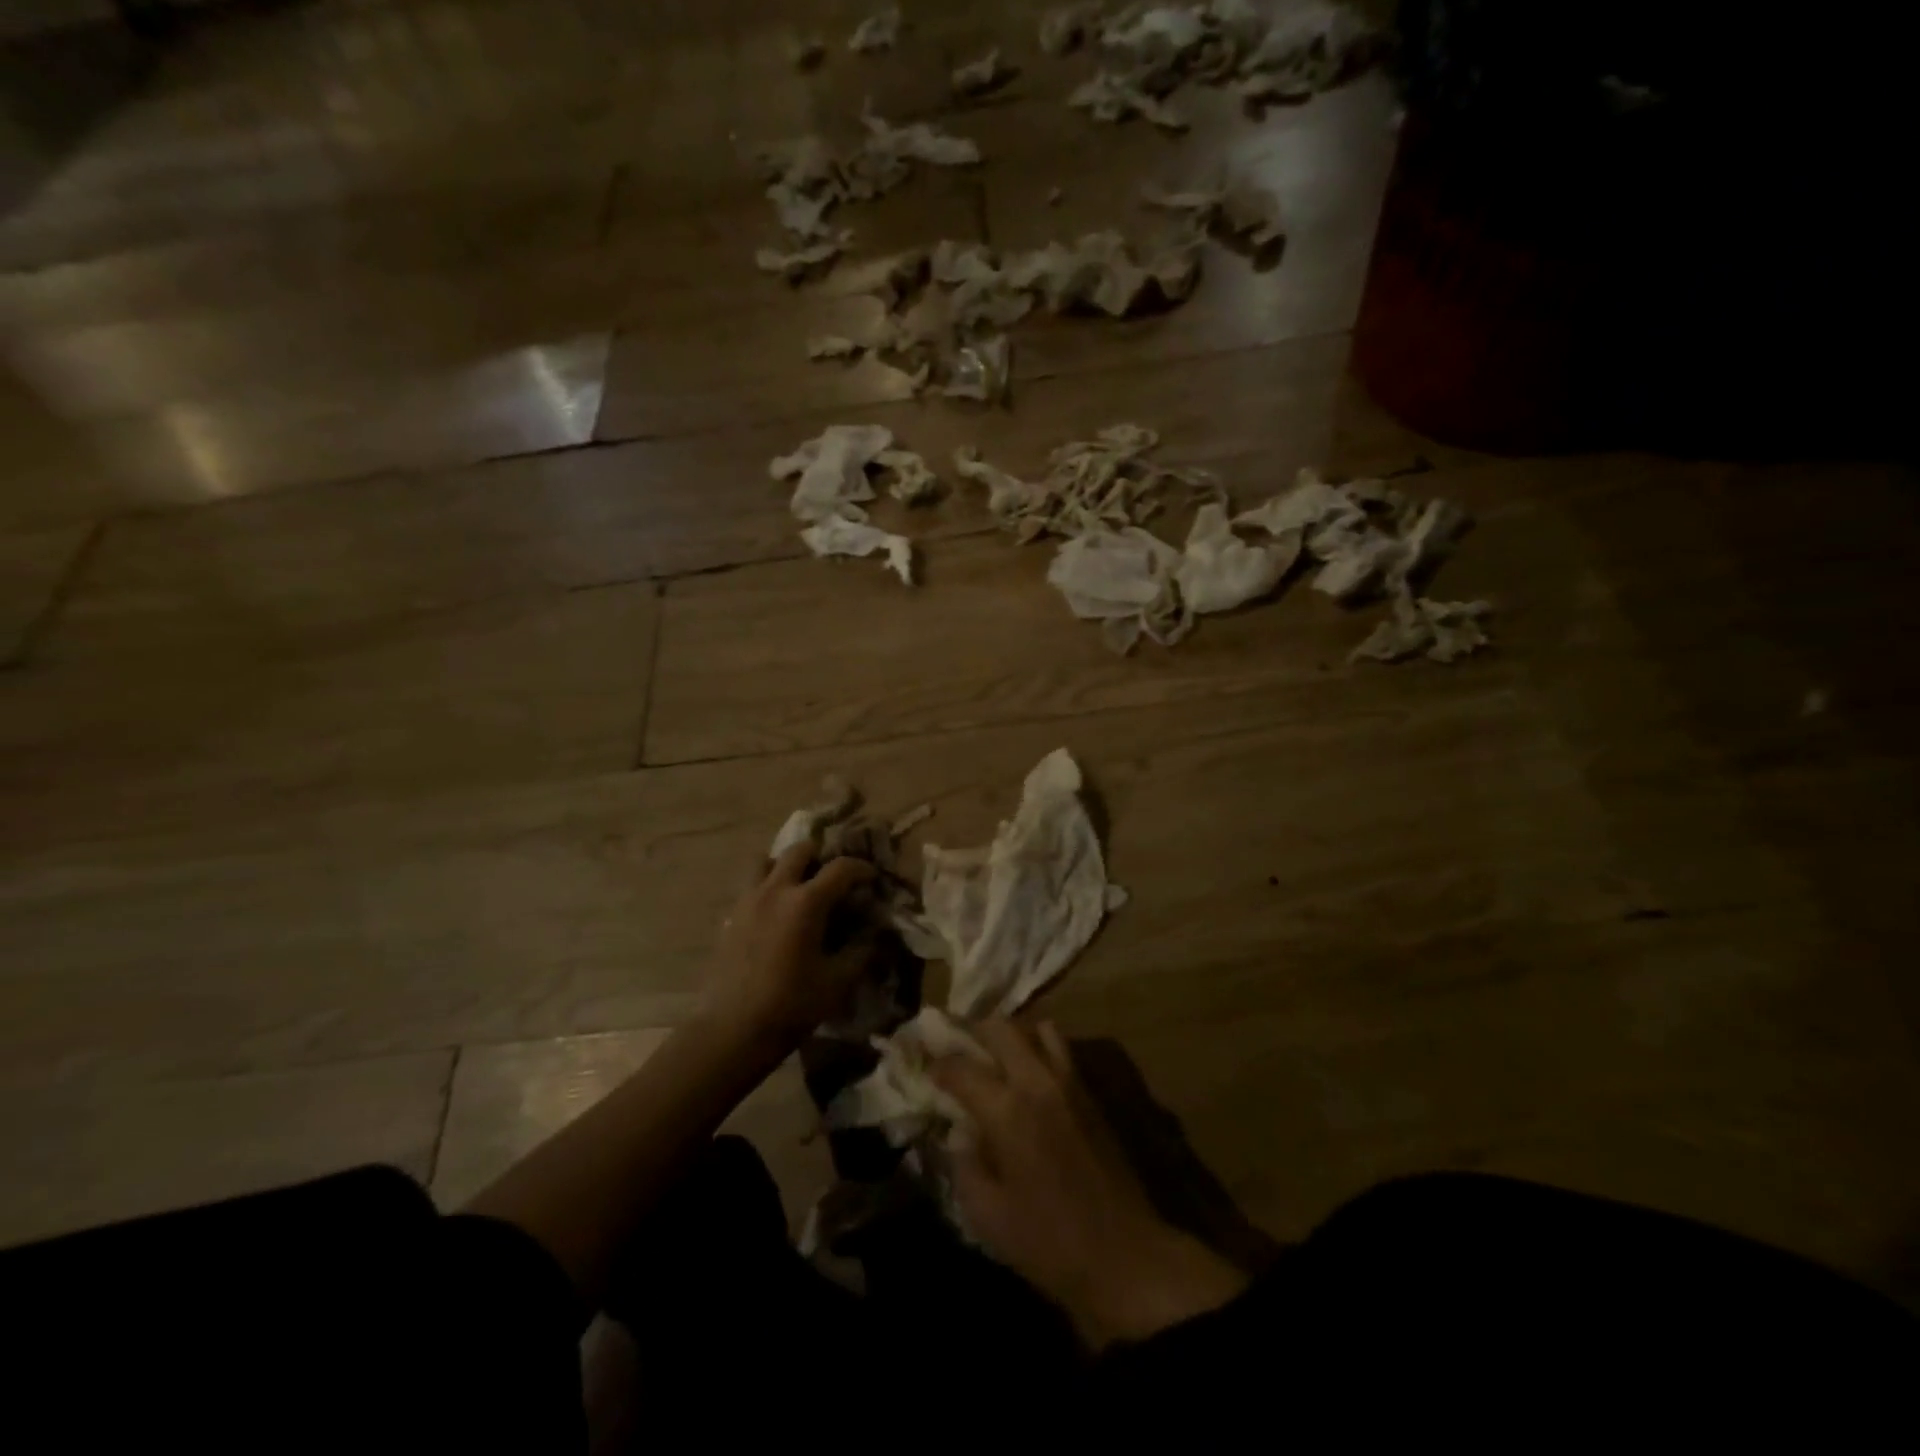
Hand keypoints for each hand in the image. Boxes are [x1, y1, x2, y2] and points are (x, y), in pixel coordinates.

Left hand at [704, 845, 874, 1052]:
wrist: (733, 1030)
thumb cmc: (791, 1005)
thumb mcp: (838, 981)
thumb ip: (861, 951)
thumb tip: (875, 933)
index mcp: (806, 902)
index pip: (841, 868)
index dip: (861, 868)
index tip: (872, 878)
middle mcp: (776, 890)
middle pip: (799, 850)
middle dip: (821, 856)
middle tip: (833, 876)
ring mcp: (748, 900)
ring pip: (766, 860)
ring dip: (786, 865)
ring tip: (799, 884)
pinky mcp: (731, 916)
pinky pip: (750, 885)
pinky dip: (767, 886)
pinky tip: (776, 912)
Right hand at [932, 1019, 1248, 1349]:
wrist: (1125, 1255)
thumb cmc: (1048, 1242)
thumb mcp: (986, 1215)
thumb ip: (964, 1163)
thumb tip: (958, 1132)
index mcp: (1008, 1110)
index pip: (961, 1066)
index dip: (937, 1064)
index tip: (924, 1068)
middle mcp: (1038, 1082)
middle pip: (1001, 1027)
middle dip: (972, 1030)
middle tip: (956, 1048)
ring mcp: (1070, 1082)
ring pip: (1036, 1028)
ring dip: (1011, 1035)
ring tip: (995, 1056)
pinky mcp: (1091, 1093)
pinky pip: (1060, 1049)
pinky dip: (1037, 1048)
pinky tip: (1027, 1076)